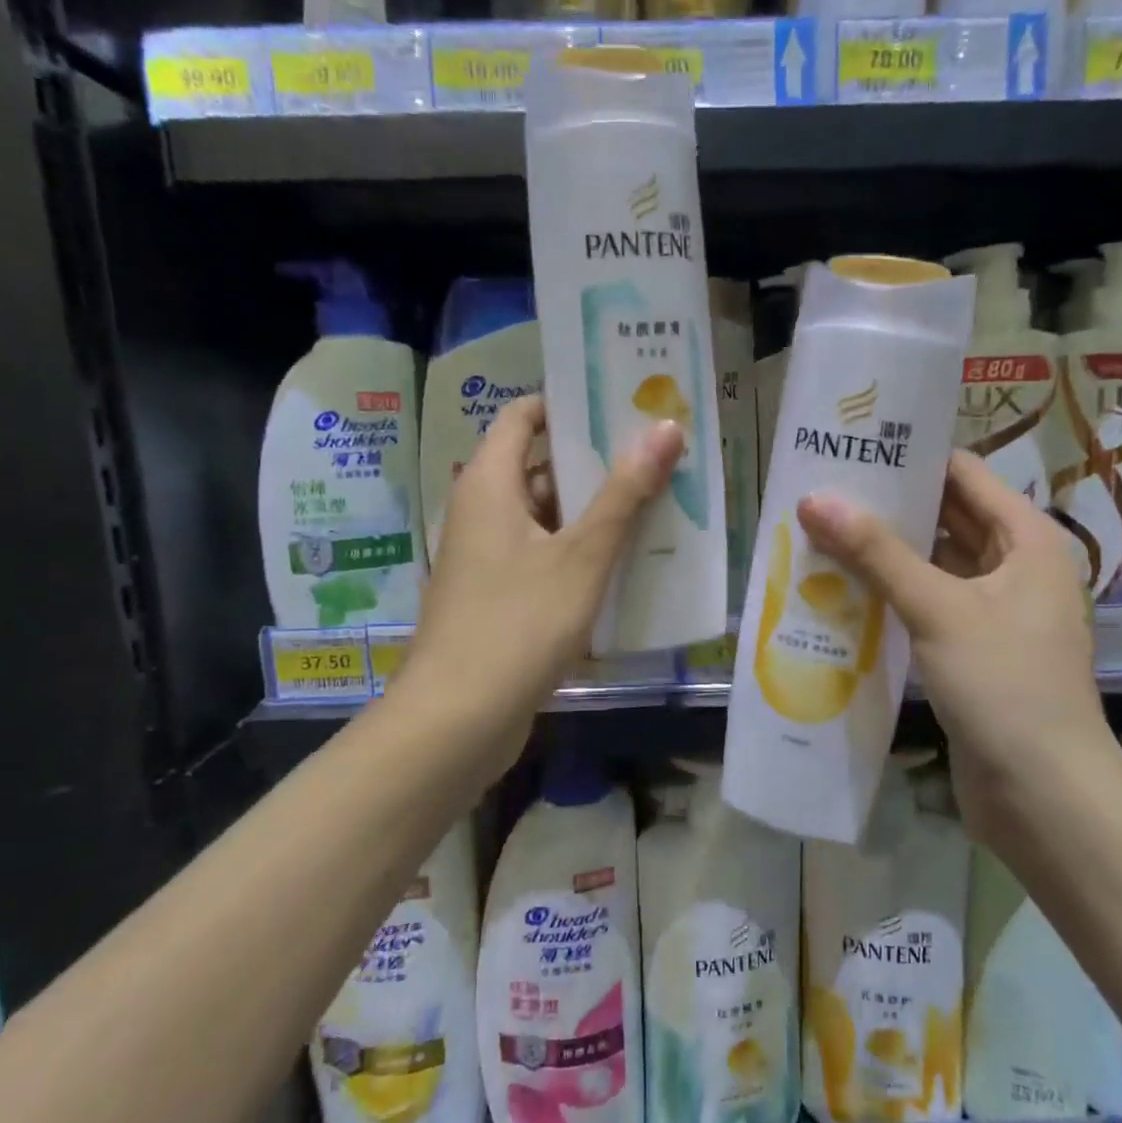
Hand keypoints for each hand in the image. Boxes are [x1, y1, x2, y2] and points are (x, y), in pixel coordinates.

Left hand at [403, 395, 683, 746]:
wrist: (457, 721)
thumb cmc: (517, 624)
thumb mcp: (581, 556)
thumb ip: (624, 492)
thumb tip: (664, 427)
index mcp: (489, 484)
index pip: (523, 416)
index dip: (567, 402)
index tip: (621, 401)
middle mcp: (482, 511)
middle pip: (539, 465)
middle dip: (595, 459)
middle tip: (656, 452)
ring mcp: (488, 557)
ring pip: (546, 515)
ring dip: (593, 509)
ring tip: (657, 501)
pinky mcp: (498, 596)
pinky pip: (543, 555)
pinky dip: (580, 551)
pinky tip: (628, 561)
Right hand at [795, 451, 1111, 830]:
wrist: (1044, 797)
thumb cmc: (1005, 686)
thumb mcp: (939, 609)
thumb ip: (876, 553)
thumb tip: (814, 499)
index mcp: (1026, 539)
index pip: (962, 475)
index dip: (910, 458)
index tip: (852, 448)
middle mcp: (1013, 566)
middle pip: (944, 518)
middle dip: (887, 506)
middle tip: (820, 490)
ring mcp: (992, 611)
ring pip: (930, 564)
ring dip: (882, 553)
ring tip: (817, 532)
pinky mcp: (970, 650)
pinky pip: (924, 605)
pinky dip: (888, 594)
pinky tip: (838, 589)